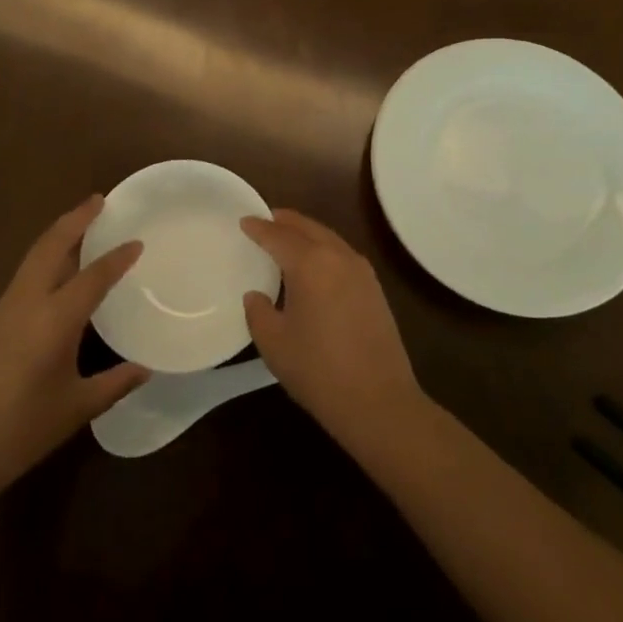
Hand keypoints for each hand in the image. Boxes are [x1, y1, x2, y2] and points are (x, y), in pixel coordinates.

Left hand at [0, 197, 148, 503]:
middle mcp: (25, 302)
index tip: (137, 241)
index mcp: (54, 319)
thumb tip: (145, 368)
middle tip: (99, 200)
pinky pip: (20, 281)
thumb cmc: (18, 432)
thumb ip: (114, 384)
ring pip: (32, 260)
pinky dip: (41, 266)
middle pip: (51, 245)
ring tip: (80, 232)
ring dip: (56, 239)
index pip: (93, 275)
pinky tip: (51, 285)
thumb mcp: (75, 410)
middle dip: (75, 219)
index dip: (118, 257)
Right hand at [240, 210, 427, 453]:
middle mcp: (338, 256)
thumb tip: (256, 295)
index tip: (243, 220)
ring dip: (306, 233)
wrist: (379, 401)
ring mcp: (361, 271)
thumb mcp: (274, 343)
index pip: (278, 235)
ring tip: (286, 238)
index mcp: (310, 263)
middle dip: (284, 221)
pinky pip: (341, 254)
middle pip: (307, 227)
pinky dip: (323, 249)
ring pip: (328, 238)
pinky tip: (314, 265)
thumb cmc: (319, 370)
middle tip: (264, 220)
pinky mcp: (374, 288)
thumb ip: (258, 311)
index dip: (258, 227)